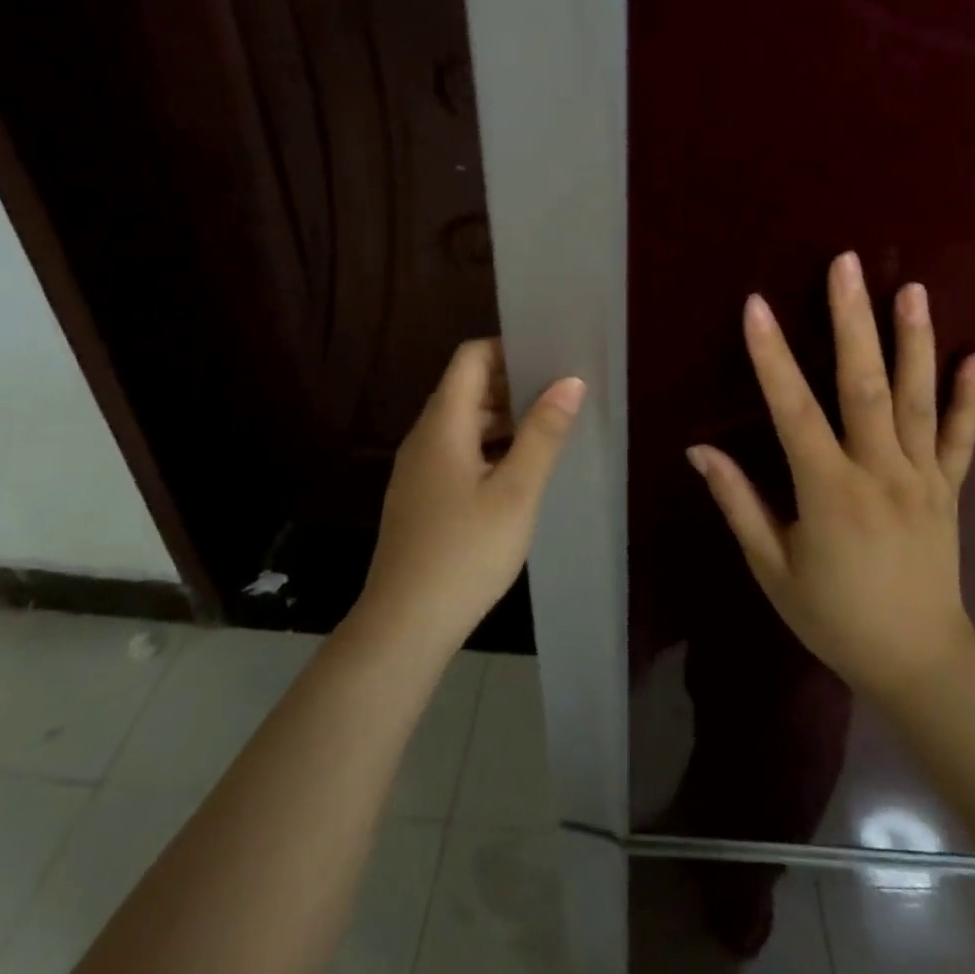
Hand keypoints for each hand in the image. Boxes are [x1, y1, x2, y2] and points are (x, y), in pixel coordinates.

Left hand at [360, 338, 584, 655]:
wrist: (405, 624)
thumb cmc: (466, 551)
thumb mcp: (516, 492)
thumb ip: (543, 434)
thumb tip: (570, 381)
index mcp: (442, 424)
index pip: (470, 359)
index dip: (507, 349)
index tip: (549, 357)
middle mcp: (425, 437)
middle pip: (466, 389)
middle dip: (513, 385)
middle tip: (562, 393)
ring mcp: (419, 469)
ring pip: (464, 424)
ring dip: (504, 419)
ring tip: (550, 429)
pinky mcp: (422, 497)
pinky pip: (458, 453)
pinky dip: (489, 448)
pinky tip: (520, 472)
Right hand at [687, 252, 974, 703]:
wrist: (919, 662)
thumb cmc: (834, 617)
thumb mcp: (772, 568)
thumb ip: (738, 503)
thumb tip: (698, 450)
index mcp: (829, 491)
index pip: (794, 411)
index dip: (772, 356)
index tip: (756, 306)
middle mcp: (880, 472)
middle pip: (864, 385)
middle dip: (853, 320)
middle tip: (847, 264)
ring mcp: (923, 477)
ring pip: (919, 399)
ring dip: (914, 341)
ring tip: (912, 288)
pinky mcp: (951, 489)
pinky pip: (964, 437)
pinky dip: (972, 397)